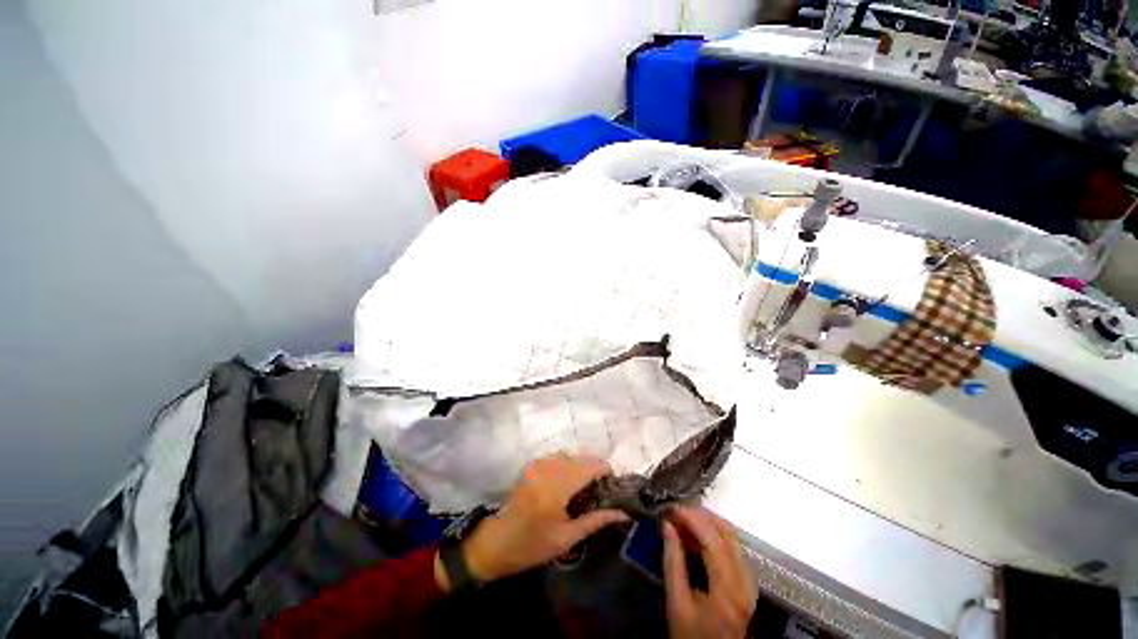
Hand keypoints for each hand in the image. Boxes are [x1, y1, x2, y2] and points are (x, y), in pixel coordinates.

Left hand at [455, 454, 629, 584]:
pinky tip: (566, 481)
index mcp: (556, 488)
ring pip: (568, 455)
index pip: (589, 466)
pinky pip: (555, 457)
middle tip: (599, 488)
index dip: (604, 470)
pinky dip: (566, 464)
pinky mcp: (530, 464)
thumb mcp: (567, 538)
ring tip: (583, 485)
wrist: (498, 542)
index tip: (612, 482)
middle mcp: (547, 469)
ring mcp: (536, 464)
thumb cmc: (533, 545)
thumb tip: (623, 512)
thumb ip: (596, 520)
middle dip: (593, 468)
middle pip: (580, 458)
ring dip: (579, 465)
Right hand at [664, 506, 756, 638]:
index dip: (693, 520)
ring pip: (732, 538)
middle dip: (700, 516)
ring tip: (683, 518)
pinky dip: (714, 535)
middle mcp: (745, 583)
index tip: (672, 509)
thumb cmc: (690, 635)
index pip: (714, 543)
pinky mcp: (747, 582)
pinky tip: (696, 534)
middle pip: (727, 535)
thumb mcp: (676, 603)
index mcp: (727, 591)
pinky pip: (733, 547)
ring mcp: (749, 582)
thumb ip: (672, 562)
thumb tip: (667, 526)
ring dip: (708, 523)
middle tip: (676, 511)